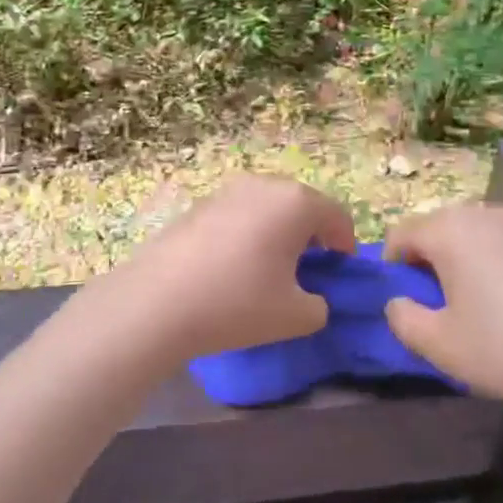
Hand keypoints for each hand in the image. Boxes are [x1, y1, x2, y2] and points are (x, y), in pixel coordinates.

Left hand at [98, 175, 356, 361]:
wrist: (157, 302)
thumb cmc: (238, 304)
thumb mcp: (297, 317)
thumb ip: (320, 305)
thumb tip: (312, 297)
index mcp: (296, 203)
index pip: (337, 216)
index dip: (345, 244)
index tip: (338, 272)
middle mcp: (263, 185)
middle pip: (302, 205)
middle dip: (311, 235)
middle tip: (306, 271)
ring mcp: (226, 191)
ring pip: (268, 207)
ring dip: (277, 231)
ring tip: (268, 269)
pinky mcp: (198, 204)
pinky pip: (238, 213)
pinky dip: (247, 233)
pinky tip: (232, 266)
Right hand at [382, 203, 502, 427]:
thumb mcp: (438, 344)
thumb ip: (402, 318)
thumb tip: (399, 302)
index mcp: (450, 229)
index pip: (402, 233)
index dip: (394, 265)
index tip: (404, 300)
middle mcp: (485, 214)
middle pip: (439, 226)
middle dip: (429, 258)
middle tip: (436, 302)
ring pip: (475, 233)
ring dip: (463, 258)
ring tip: (474, 303)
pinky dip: (496, 263)